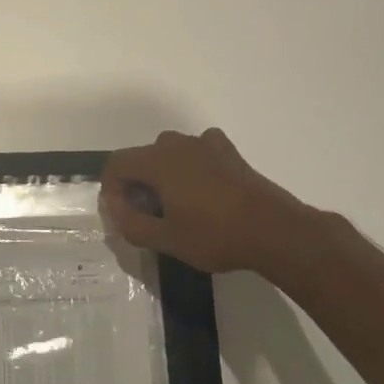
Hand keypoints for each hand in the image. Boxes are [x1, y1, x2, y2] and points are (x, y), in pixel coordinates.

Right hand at [100, 128, 305, 274]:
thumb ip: (130, 223)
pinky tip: (201, 187)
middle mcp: (178, 144)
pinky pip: (198, 151)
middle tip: (146, 215)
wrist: (274, 231)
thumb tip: (114, 208)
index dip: (110, 188)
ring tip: (174, 205)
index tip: (121, 214)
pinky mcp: (229, 153)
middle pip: (142, 157)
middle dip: (136, 184)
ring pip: (170, 153)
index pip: (116, 163)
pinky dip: (191, 165)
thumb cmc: (214, 235)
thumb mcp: (165, 239)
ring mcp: (206, 145)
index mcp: (157, 161)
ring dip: (163, 175)